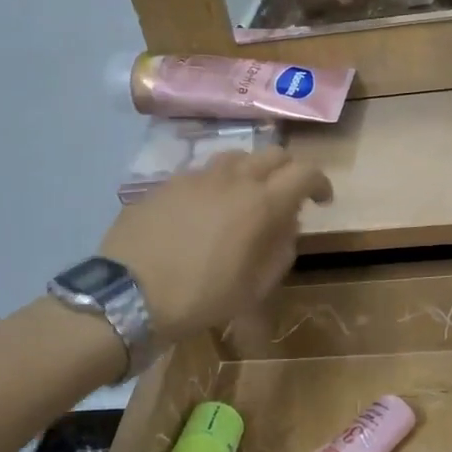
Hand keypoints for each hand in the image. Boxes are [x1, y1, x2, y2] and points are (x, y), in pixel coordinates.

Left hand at [99, 150, 332, 345]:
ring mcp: (195, 177)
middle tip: (288, 195)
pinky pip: (202, 173)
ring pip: (235, 158)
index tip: (322, 200)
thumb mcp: (255, 287)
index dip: (320, 183)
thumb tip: (286, 225)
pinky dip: (216, 184)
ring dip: (251, 171)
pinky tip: (205, 210)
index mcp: (261, 203)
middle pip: (272, 154)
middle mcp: (232, 179)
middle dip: (288, 171)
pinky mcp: (165, 184)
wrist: (129, 296)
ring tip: (246, 197)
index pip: (305, 173)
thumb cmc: (201, 298)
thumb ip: (281, 250)